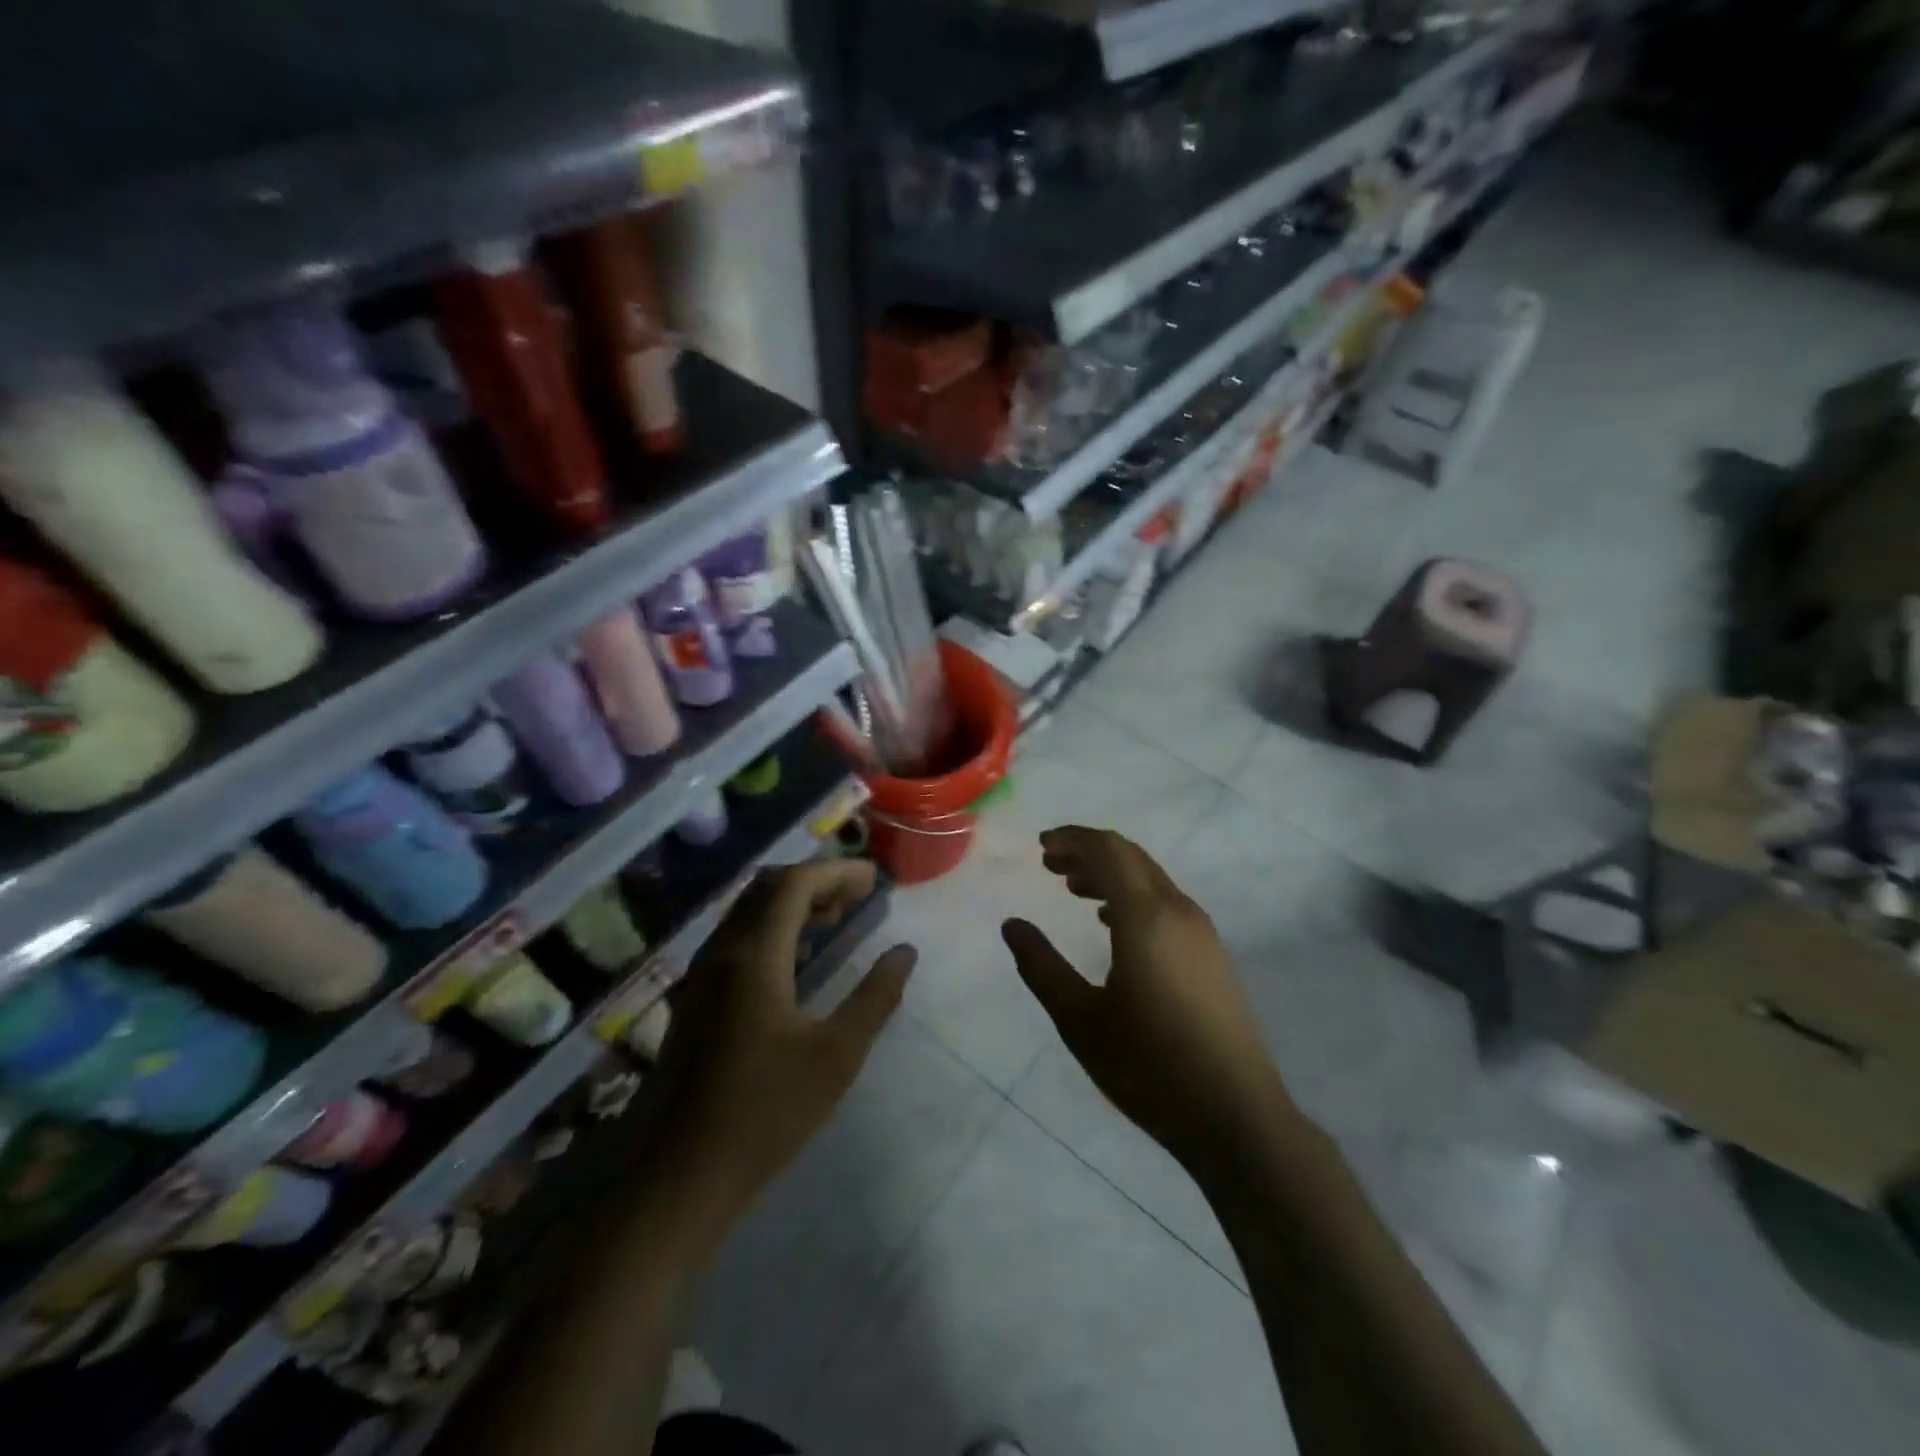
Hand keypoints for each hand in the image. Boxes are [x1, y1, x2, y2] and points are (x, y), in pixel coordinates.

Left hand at [639, 859, 914, 1249]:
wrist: (680, 1175)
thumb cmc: (766, 1111)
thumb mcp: (837, 1055)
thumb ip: (876, 996)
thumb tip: (905, 952)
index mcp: (754, 956)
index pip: (794, 884)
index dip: (836, 872)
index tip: (873, 880)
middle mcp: (721, 952)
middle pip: (767, 889)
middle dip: (814, 881)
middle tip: (857, 895)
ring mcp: (701, 975)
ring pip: (748, 913)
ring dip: (791, 904)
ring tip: (835, 917)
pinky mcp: (693, 1000)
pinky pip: (736, 940)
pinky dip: (771, 929)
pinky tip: (796, 958)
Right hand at [1003, 827, 1295, 1176]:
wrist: (1237, 1118)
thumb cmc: (1150, 1067)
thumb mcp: (1080, 1020)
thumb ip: (1042, 966)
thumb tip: (1012, 925)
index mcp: (1146, 917)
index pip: (1108, 850)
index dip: (1072, 839)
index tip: (1040, 847)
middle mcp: (1179, 911)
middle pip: (1131, 857)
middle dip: (1088, 851)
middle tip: (1050, 864)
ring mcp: (1202, 933)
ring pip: (1151, 879)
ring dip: (1111, 874)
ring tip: (1073, 889)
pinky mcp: (1213, 956)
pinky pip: (1166, 903)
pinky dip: (1133, 897)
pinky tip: (1113, 924)